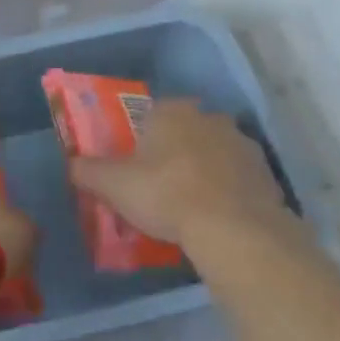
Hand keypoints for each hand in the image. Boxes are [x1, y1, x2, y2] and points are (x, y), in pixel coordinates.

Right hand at [68, 99, 291, 248]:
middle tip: (162, 186)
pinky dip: (230, 193)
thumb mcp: (113, 185)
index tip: (137, 166)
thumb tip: (71, 164)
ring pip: (215, 154)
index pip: (152, 115)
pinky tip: (218, 218)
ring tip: (191, 206)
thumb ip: (87, 171)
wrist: (232, 229)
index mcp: (172, 111)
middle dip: (176, 153)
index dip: (143, 140)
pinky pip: (239, 180)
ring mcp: (243, 145)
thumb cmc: (164, 193)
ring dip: (206, 171)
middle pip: (186, 132)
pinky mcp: (267, 174)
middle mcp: (209, 118)